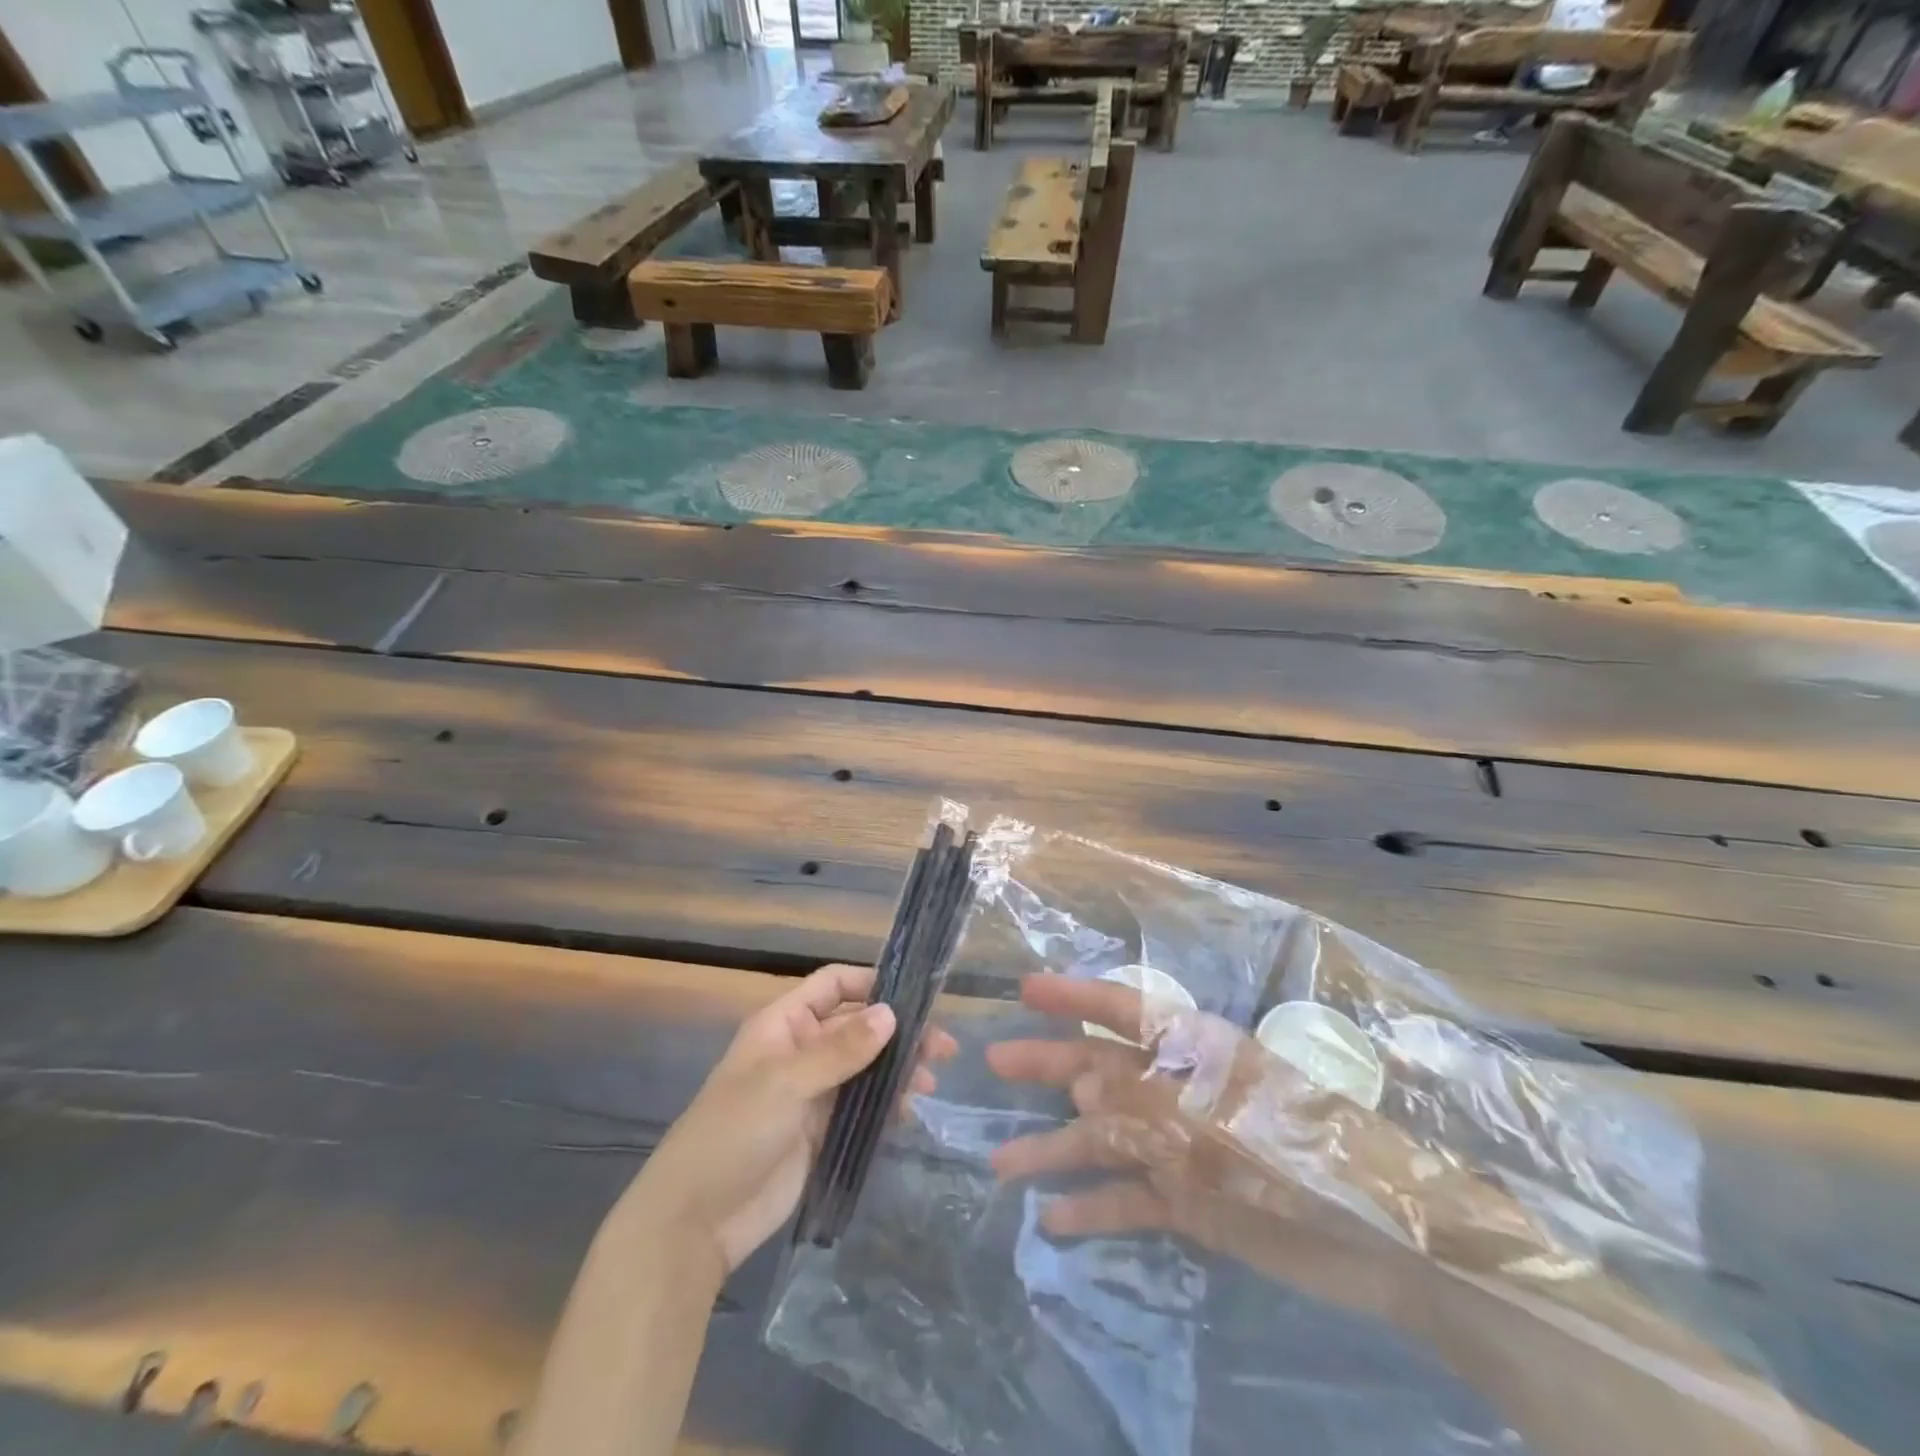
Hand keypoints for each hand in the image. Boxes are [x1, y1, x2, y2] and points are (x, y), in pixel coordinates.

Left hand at [627, 963, 956, 1275]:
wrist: (697, 1220)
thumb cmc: (734, 1132)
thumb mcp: (785, 1082)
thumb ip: (841, 1049)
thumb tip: (892, 1014)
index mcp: (784, 1024)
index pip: (833, 985)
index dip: (870, 983)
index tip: (915, 996)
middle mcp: (802, 1050)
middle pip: (857, 1026)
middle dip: (897, 1031)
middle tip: (940, 1048)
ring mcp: (813, 1092)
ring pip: (865, 1066)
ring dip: (898, 1068)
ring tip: (928, 1083)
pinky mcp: (823, 1130)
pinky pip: (863, 1105)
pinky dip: (887, 1104)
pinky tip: (910, 1112)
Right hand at [985, 976, 1850, 1455]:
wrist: (1397, 1244)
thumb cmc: (1314, 1152)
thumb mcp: (1228, 1118)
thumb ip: (1154, 1101)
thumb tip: (1080, 1082)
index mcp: (1196, 1050)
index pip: (1124, 1009)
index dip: (1074, 997)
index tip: (1025, 992)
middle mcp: (1181, 1090)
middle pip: (1102, 1068)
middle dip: (1048, 1063)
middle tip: (992, 1063)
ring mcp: (1184, 1147)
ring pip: (1106, 1140)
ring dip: (1057, 1149)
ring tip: (1001, 1163)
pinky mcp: (1194, 1205)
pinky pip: (1132, 1201)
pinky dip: (1096, 1210)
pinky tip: (1056, 1222)